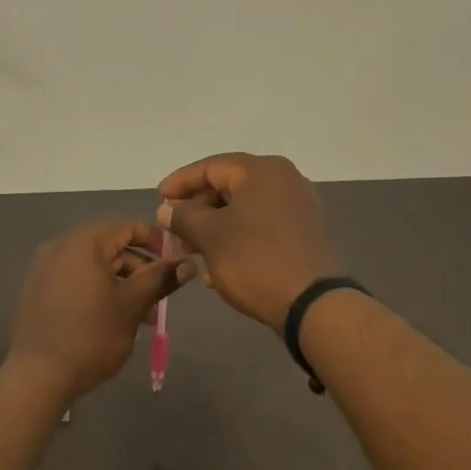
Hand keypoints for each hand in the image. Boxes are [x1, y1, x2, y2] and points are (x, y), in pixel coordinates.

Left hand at [7, 218, 194, 401]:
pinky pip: (75, 279)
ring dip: (121, 283)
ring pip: (93, 266)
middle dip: (139, 269)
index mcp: (84, 243)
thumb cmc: (91, 335)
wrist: (38, 375)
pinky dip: (97, 290)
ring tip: (140, 316)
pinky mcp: (37, 291)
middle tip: (159, 298)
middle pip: (110, 246)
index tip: (174, 265)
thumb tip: (188, 263)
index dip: (156, 242)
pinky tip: (111, 318)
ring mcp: (44, 269)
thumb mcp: (132, 305)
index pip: (128, 226)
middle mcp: (60, 247)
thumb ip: (160, 279)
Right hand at [156, 153, 340, 328]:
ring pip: (245, 210)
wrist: (312, 303)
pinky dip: (237, 240)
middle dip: (197, 209)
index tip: (158, 199)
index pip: (212, 166)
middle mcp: (285, 181)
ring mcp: (299, 209)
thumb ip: (184, 217)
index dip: (180, 182)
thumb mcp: (211, 237)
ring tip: (191, 251)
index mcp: (263, 172)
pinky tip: (216, 268)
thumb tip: (166, 209)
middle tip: (174, 229)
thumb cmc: (256, 261)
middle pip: (230, 186)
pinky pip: (262, 229)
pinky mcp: (304, 236)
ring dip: (214, 228)